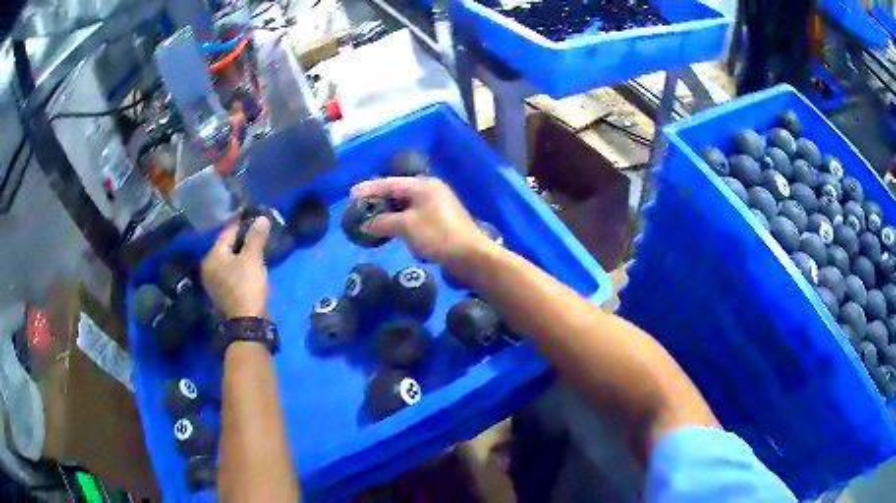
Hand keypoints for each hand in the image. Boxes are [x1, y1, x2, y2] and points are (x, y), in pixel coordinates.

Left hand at [202, 217, 270, 318]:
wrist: (246, 323)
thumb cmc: (247, 286)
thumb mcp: (253, 258)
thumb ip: (256, 236)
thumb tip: (262, 217)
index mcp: (212, 256)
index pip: (227, 232)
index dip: (242, 223)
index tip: (255, 217)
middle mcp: (208, 267)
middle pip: (226, 246)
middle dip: (241, 239)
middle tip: (257, 233)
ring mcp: (213, 282)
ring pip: (228, 260)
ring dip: (240, 253)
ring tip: (255, 249)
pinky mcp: (221, 293)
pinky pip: (229, 272)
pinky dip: (238, 266)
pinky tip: (249, 266)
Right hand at [351, 177, 493, 275]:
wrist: (470, 256)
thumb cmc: (438, 236)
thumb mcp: (406, 226)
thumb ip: (383, 222)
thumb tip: (366, 225)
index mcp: (423, 185)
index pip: (390, 183)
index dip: (369, 188)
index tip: (350, 194)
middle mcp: (430, 190)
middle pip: (397, 192)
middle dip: (377, 200)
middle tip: (358, 208)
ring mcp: (436, 205)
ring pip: (405, 205)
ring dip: (388, 212)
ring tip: (370, 220)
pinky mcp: (440, 221)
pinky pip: (413, 216)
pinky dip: (400, 221)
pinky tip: (390, 230)